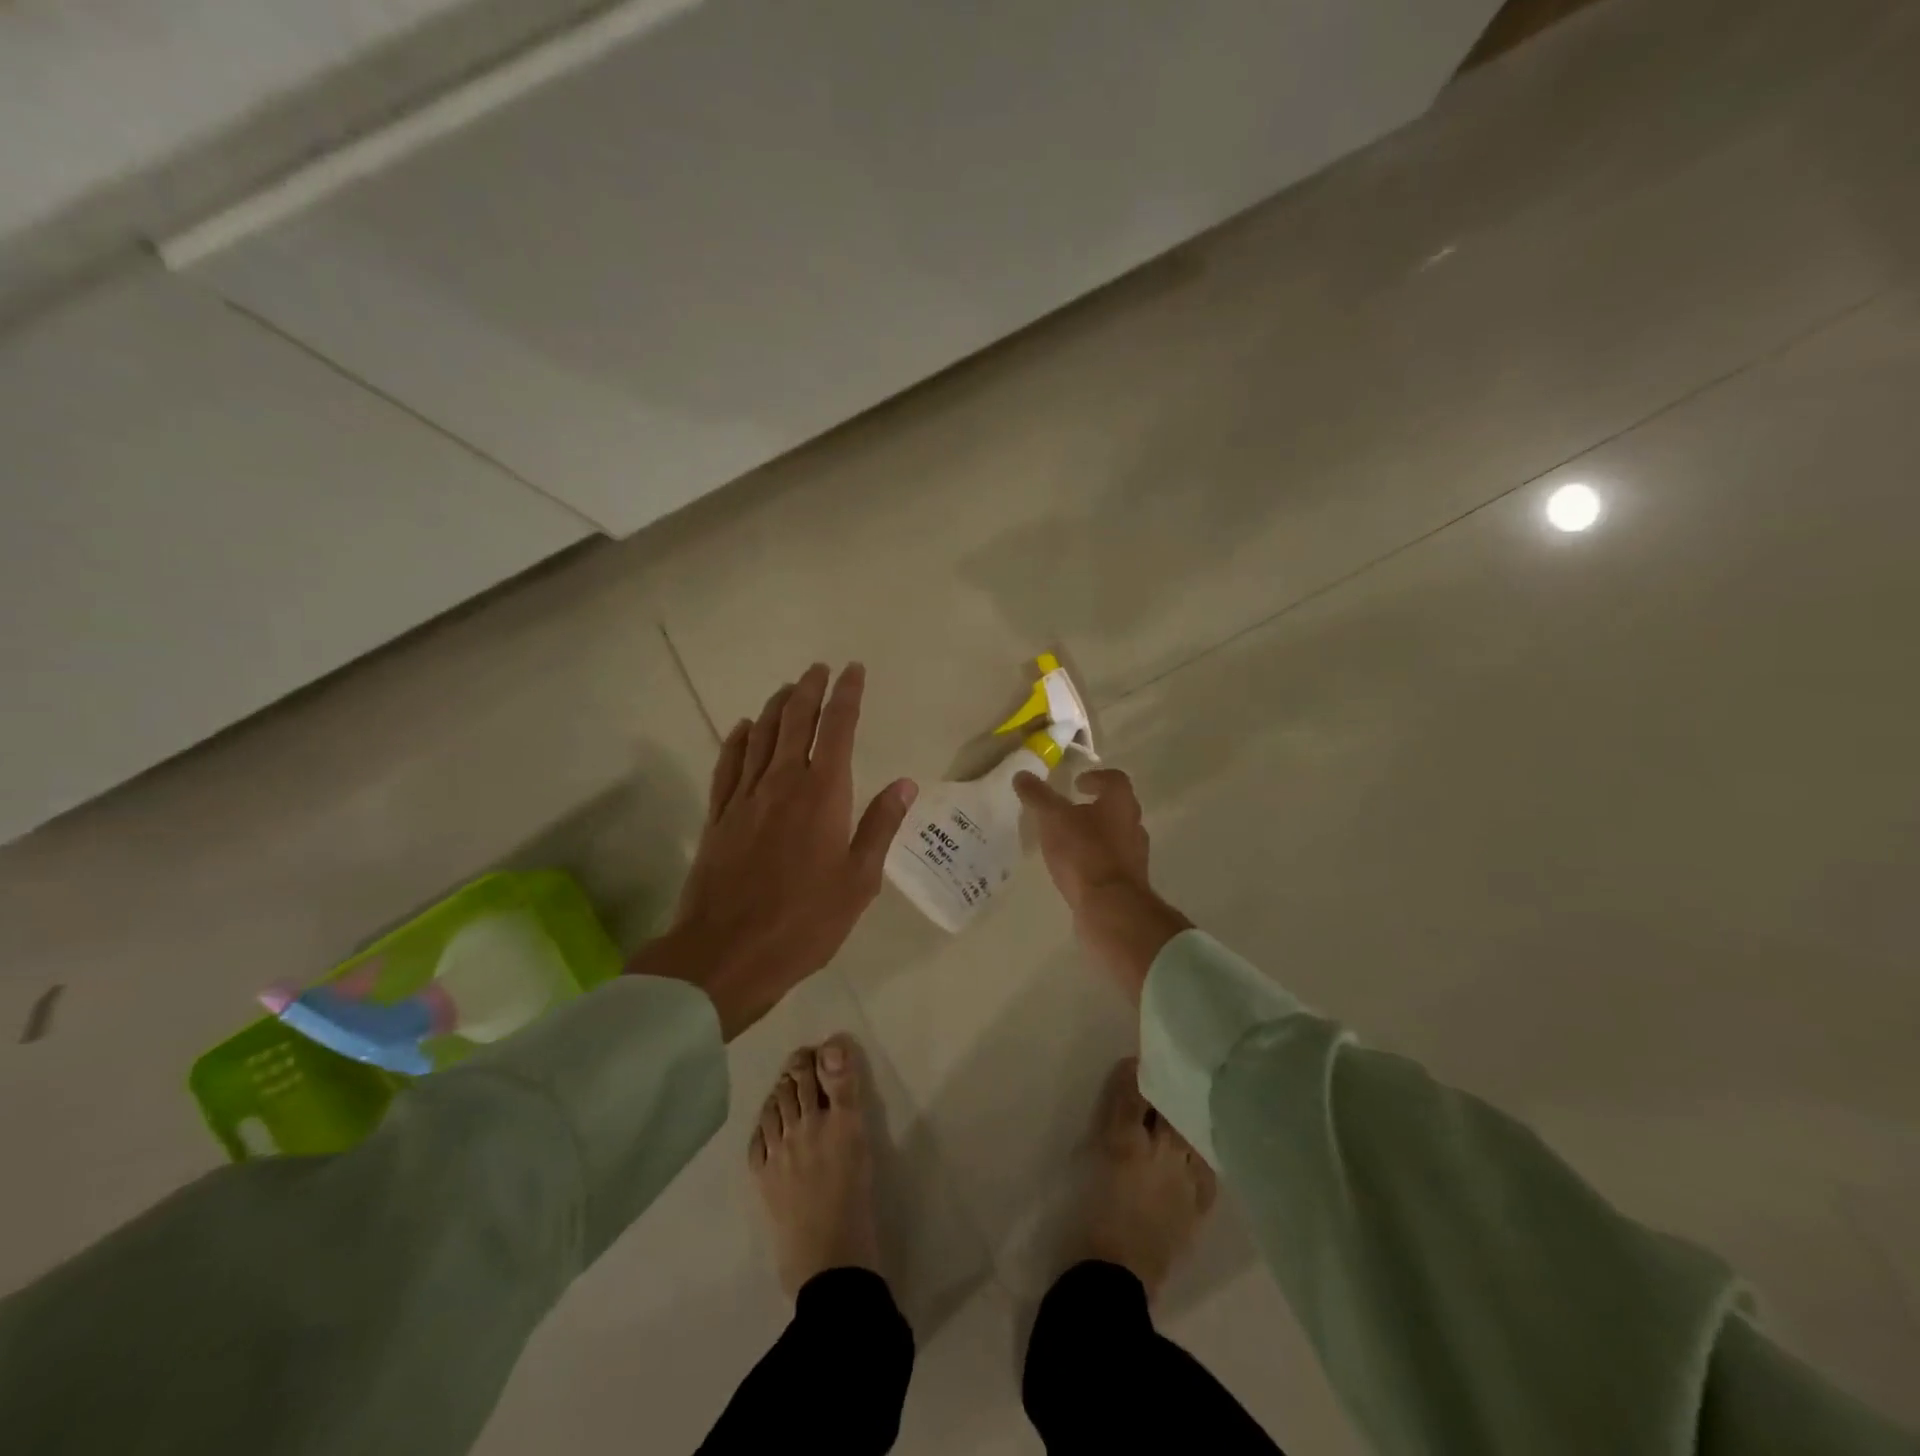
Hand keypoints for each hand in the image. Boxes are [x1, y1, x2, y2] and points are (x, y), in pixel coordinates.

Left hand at [632, 663, 915, 1037]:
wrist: (726, 954)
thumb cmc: (805, 922)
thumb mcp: (859, 881)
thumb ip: (880, 827)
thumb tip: (904, 783)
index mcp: (823, 794)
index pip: (838, 729)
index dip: (847, 696)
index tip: (853, 671)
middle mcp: (782, 783)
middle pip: (795, 721)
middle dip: (810, 690)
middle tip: (819, 669)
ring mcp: (745, 798)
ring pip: (760, 736)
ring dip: (776, 707)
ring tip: (788, 689)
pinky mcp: (718, 817)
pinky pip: (728, 766)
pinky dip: (738, 740)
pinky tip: (743, 728)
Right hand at [1014, 767, 1191, 1001]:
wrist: (1110, 907)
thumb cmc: (1084, 852)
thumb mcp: (1053, 819)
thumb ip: (1038, 796)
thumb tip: (1022, 775)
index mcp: (1120, 803)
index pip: (1114, 780)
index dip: (1096, 778)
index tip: (1077, 783)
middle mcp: (1134, 825)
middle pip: (1117, 808)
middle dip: (1095, 808)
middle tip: (1070, 810)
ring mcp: (1134, 856)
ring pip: (1116, 837)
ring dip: (1096, 835)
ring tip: (1068, 842)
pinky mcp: (1129, 883)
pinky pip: (1111, 864)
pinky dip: (1095, 861)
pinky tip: (1075, 870)